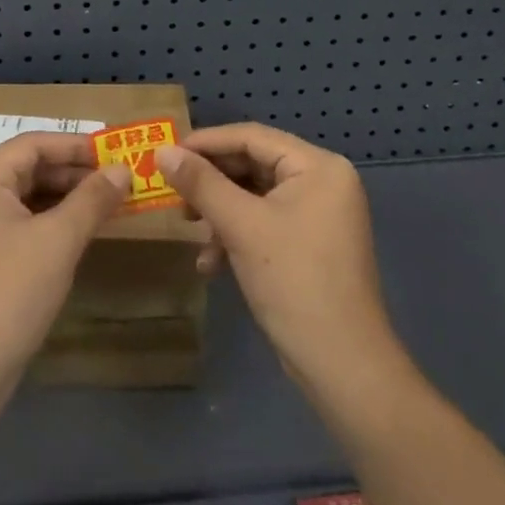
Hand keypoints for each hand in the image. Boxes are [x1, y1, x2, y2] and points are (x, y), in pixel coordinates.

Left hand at [0, 133, 130, 396]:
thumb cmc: (8, 293)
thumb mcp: (57, 241)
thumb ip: (92, 199)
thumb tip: (123, 169)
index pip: (32, 144)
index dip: (75, 145)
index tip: (115, 152)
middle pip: (28, 168)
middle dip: (74, 172)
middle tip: (119, 180)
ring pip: (26, 198)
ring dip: (66, 198)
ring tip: (109, 204)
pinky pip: (21, 224)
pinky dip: (52, 222)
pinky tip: (81, 233)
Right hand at [156, 124, 402, 391]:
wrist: (342, 366)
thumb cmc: (294, 282)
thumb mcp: (241, 226)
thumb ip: (200, 183)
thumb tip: (162, 151)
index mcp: (318, 167)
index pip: (252, 137)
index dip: (206, 143)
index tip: (165, 155)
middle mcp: (322, 182)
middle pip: (252, 165)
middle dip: (211, 183)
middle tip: (174, 196)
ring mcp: (318, 215)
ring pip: (254, 196)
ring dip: (219, 213)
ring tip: (190, 231)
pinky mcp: (309, 245)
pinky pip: (264, 223)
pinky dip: (236, 236)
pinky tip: (211, 264)